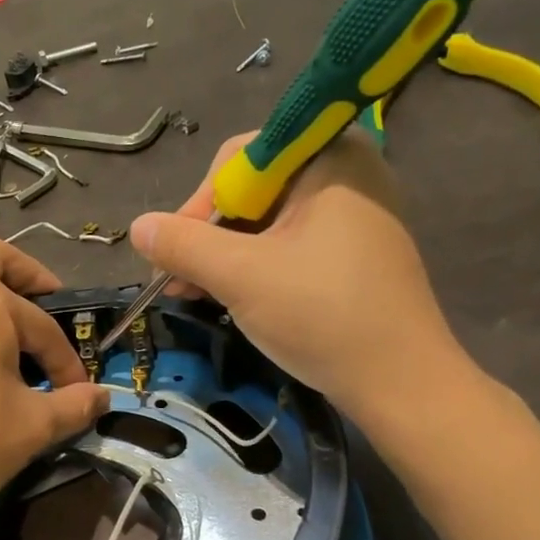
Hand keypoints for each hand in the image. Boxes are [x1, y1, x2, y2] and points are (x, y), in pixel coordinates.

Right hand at [129, 127, 475, 434]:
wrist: (401, 382)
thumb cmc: (321, 316)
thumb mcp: (240, 276)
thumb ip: (183, 245)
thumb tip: (138, 228)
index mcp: (328, 156)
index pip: (238, 160)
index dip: (197, 206)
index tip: (174, 256)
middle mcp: (347, 171)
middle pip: (252, 189)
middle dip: (208, 235)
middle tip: (181, 283)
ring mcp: (356, 213)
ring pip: (269, 220)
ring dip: (226, 255)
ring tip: (198, 295)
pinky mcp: (357, 251)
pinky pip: (293, 243)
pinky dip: (258, 265)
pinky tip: (236, 297)